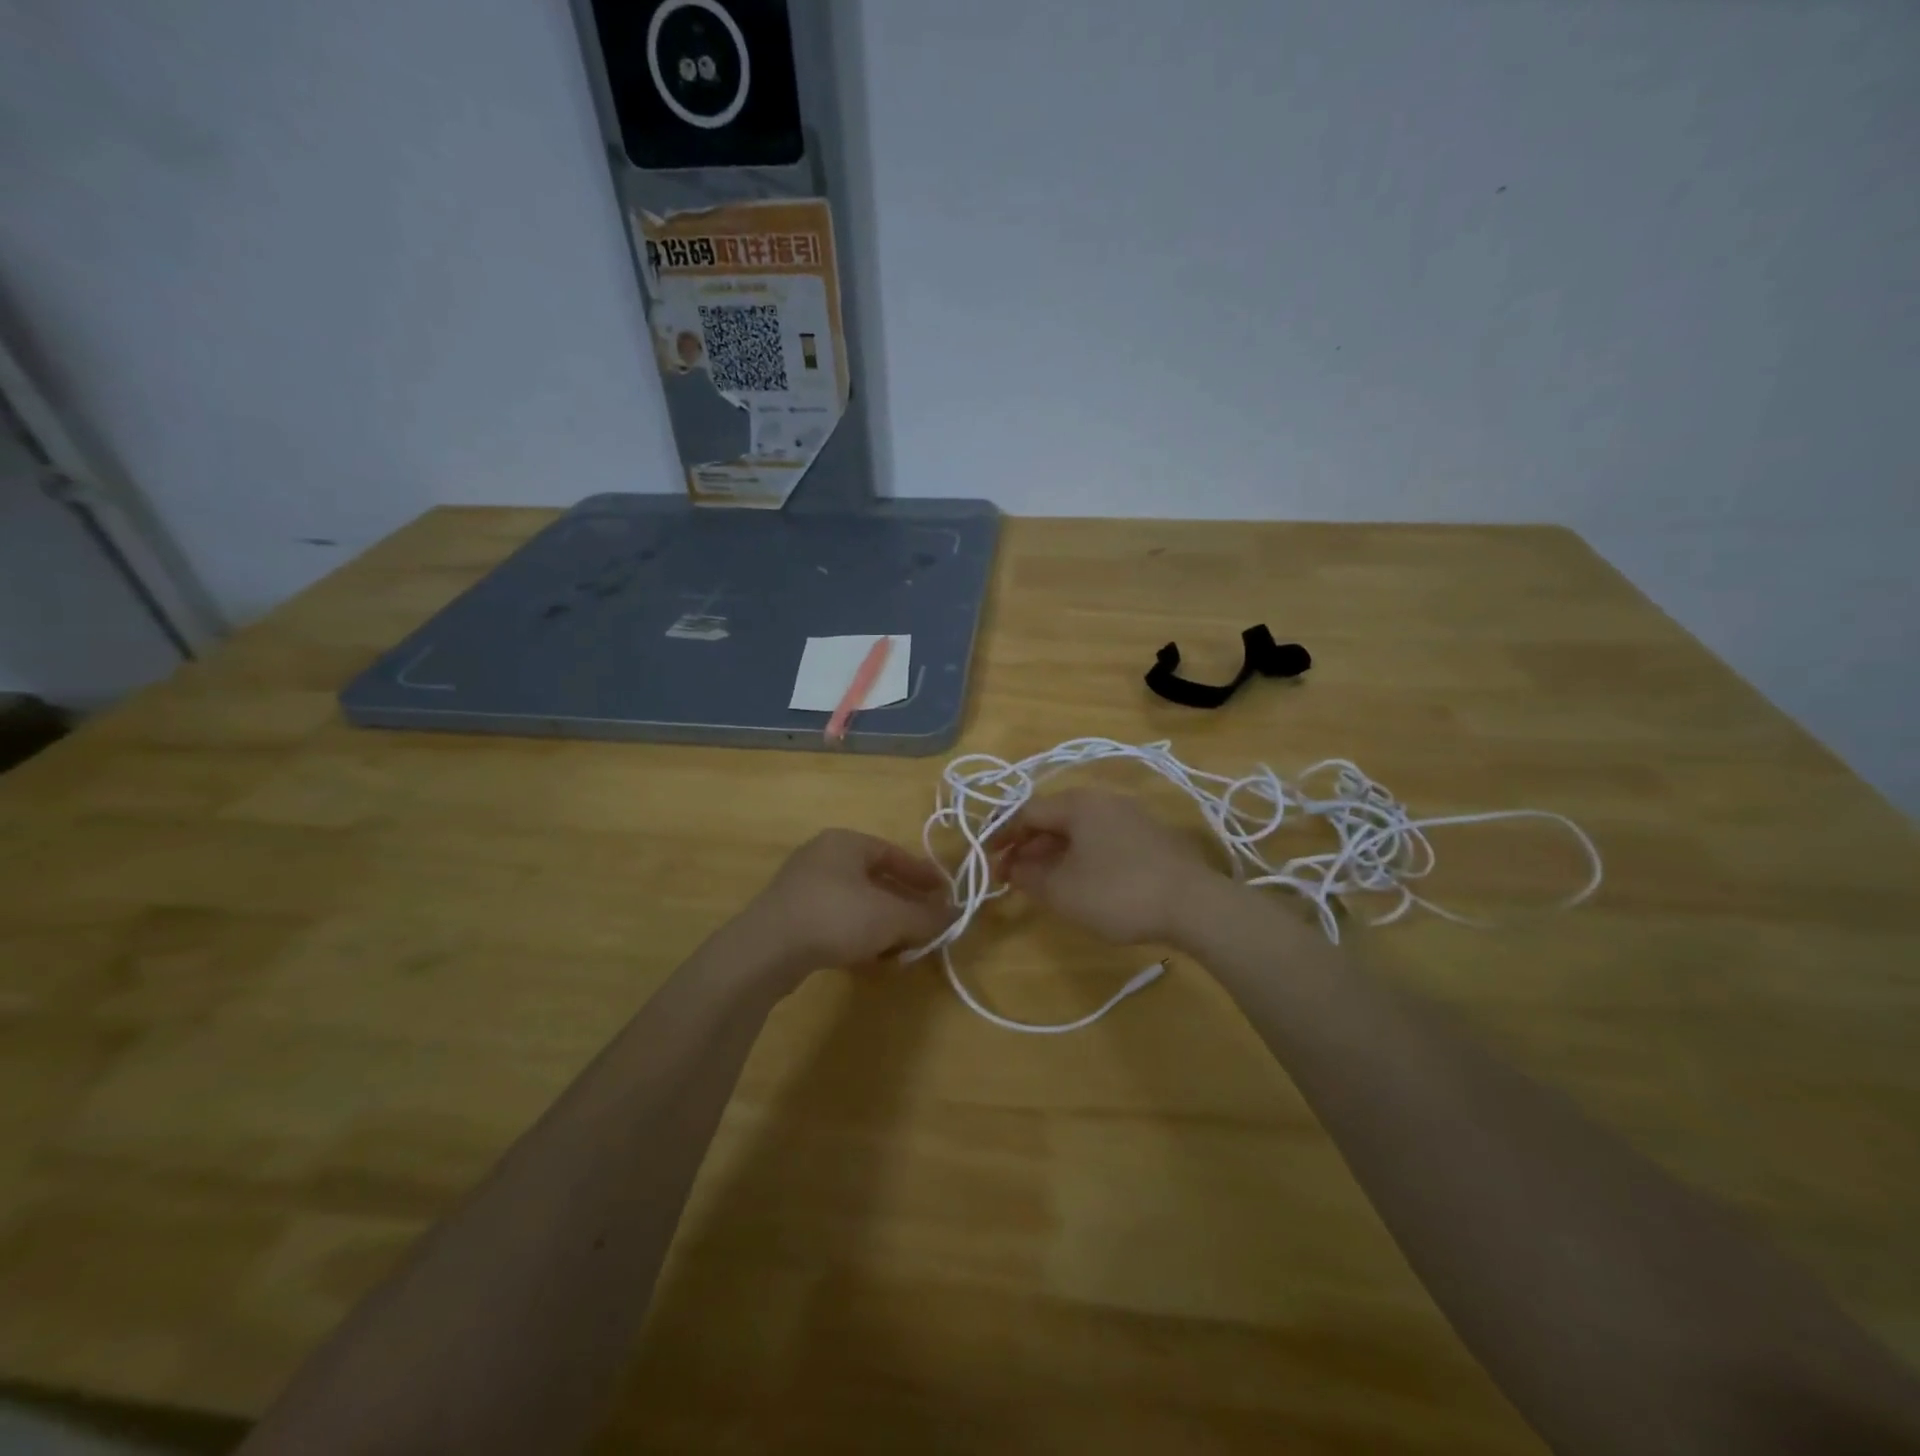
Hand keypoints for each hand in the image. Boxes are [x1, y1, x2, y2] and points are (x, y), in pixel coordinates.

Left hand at [737, 829, 952, 981]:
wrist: (765, 951)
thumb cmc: (836, 917)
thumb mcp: (891, 917)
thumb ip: (926, 916)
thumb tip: (954, 915)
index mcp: (845, 842)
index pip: (894, 853)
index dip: (924, 876)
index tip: (946, 896)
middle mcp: (822, 857)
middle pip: (875, 880)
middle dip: (904, 905)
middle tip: (927, 925)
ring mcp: (802, 888)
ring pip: (856, 904)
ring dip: (882, 926)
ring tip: (902, 950)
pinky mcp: (789, 918)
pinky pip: (835, 922)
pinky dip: (857, 937)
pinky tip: (870, 961)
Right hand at [999, 789, 1223, 945]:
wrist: (1195, 905)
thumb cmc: (1117, 893)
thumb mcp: (1062, 891)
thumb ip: (1028, 877)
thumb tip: (1012, 868)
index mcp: (1078, 804)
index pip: (1027, 812)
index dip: (1002, 836)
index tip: (987, 862)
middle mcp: (1104, 800)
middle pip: (1053, 818)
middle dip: (1027, 846)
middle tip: (1011, 876)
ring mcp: (1131, 816)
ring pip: (1079, 831)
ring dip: (1053, 854)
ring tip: (1040, 882)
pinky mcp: (1150, 838)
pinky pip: (1102, 840)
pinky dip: (1080, 856)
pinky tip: (1080, 882)